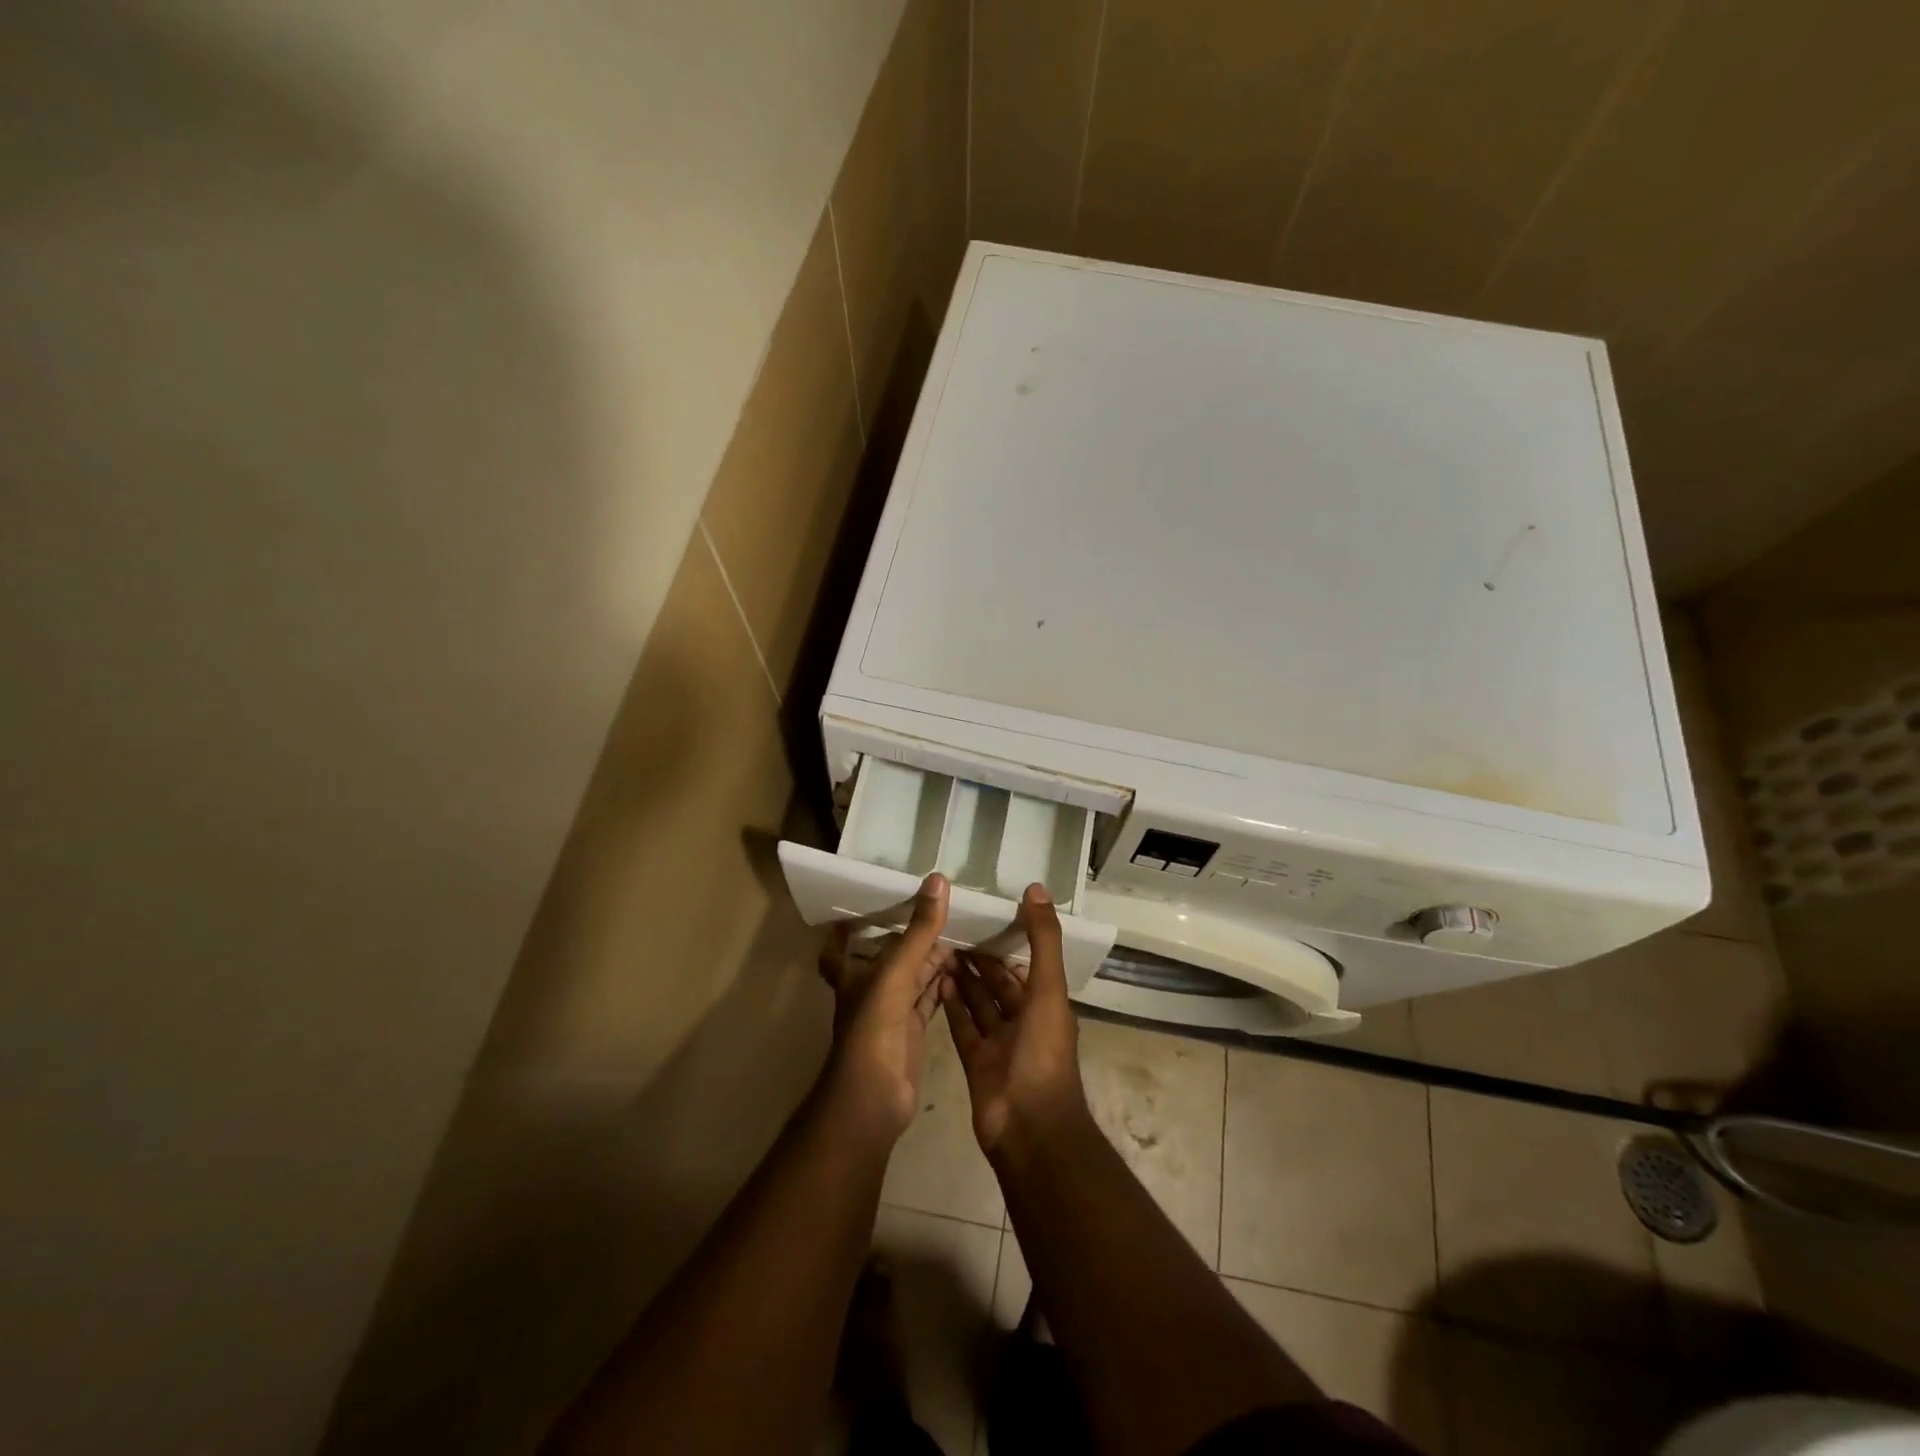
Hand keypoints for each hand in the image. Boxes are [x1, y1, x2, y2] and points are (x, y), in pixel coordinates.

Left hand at [819, 874, 952, 1141]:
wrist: (874, 1098)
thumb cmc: (873, 1029)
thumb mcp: (895, 973)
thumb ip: (918, 930)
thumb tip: (938, 880)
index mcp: (853, 973)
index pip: (840, 945)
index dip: (846, 927)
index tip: (864, 902)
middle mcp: (869, 989)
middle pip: (888, 955)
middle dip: (908, 934)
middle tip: (936, 906)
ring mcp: (891, 1011)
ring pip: (912, 975)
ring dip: (931, 957)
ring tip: (959, 930)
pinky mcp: (912, 1030)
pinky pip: (928, 998)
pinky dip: (942, 983)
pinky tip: (963, 968)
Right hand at [941, 884, 1088, 1157]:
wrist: (1028, 1127)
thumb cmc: (1042, 1053)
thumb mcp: (1048, 989)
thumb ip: (1043, 939)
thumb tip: (1036, 889)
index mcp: (1046, 1003)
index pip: (1026, 963)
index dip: (1009, 938)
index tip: (985, 911)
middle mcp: (1024, 1020)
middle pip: (1000, 982)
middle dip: (981, 957)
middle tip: (953, 927)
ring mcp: (999, 1043)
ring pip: (979, 1002)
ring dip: (963, 978)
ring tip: (939, 947)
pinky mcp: (976, 1061)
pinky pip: (963, 1027)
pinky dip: (952, 1006)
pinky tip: (935, 981)